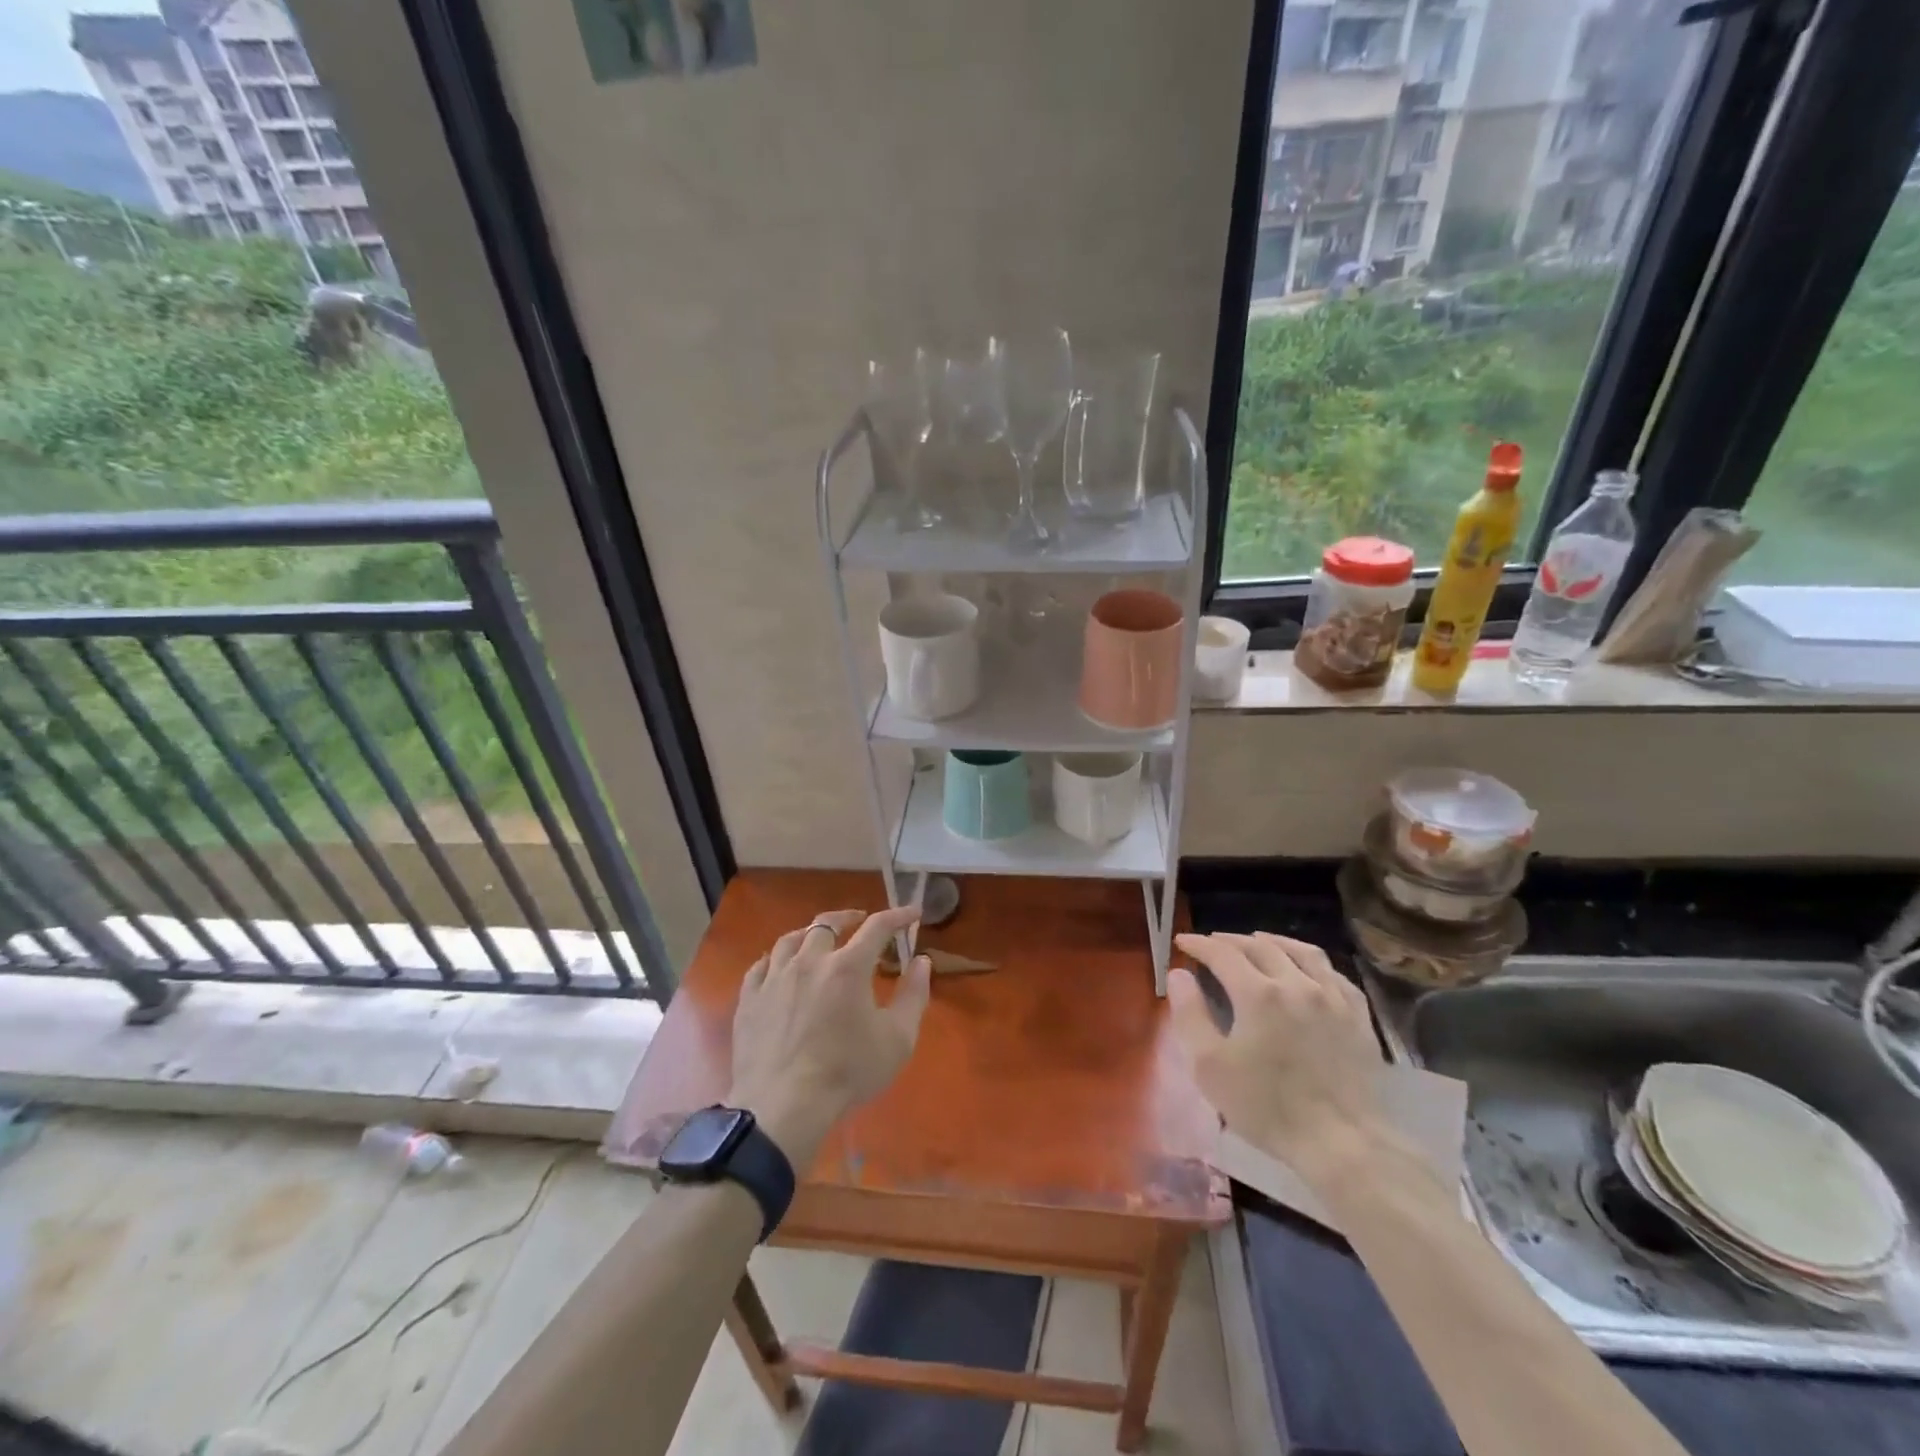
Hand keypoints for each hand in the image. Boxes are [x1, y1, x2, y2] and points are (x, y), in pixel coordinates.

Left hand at [729, 906, 930, 1165]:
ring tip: (818, 938)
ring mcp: (774, 978)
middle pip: (827, 923)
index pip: (878, 927)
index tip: (912, 913)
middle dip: (849, 917)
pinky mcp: (749, 999)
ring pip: (791, 940)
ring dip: (810, 933)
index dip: (898, 916)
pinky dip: (777, 959)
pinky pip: (761, 965)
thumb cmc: (847, 1073)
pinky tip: (780, 966)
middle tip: (860, 920)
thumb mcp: (898, 1039)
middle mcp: (810, 961)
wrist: (783, 1107)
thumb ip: (914, 995)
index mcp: (848, 967)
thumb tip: (922, 961)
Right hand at [1170, 932, 1386, 1181]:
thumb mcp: (1209, 1066)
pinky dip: (1312, 963)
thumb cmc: (1266, 1107)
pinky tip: (1305, 970)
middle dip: (1231, 941)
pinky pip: (1334, 974)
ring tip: (1258, 941)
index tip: (1183, 942)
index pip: (1222, 954)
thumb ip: (1190, 1014)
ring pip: (1302, 952)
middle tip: (1213, 943)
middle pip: (1260, 946)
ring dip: (1274, 941)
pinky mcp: (1358, 1017)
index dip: (1199, 944)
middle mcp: (1297, 983)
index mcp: (1258, 993)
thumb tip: (1179, 975)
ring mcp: (1333, 998)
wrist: (1342, 1143)